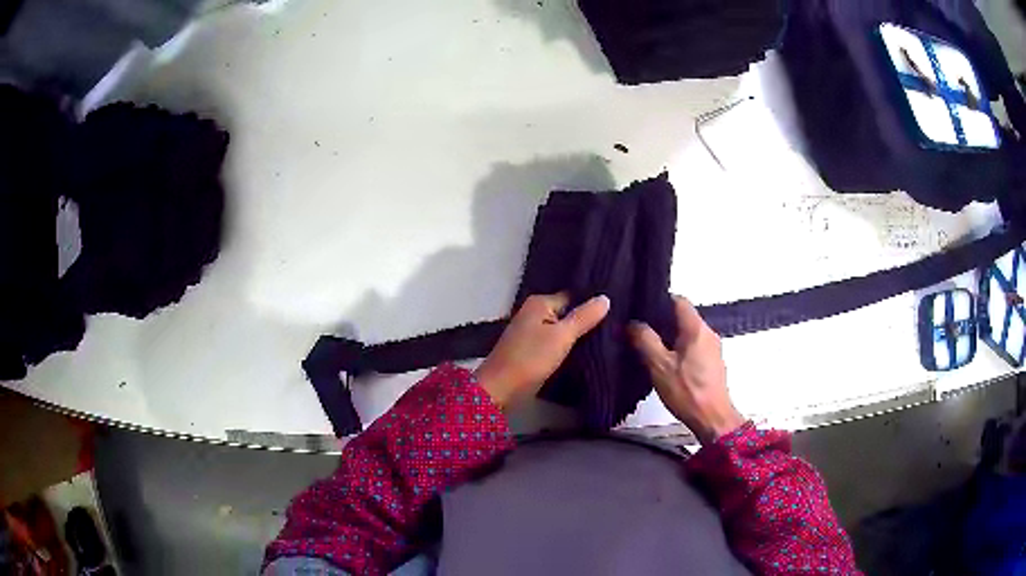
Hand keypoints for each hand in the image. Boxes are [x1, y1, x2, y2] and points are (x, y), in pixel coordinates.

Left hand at [476, 293, 609, 410]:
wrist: (501, 390)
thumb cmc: (530, 359)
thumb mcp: (562, 336)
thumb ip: (584, 317)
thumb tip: (605, 298)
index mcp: (540, 303)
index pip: (574, 296)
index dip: (592, 305)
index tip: (617, 312)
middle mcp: (535, 313)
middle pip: (568, 314)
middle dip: (587, 322)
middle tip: (616, 327)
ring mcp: (532, 333)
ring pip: (563, 330)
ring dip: (579, 337)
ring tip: (609, 340)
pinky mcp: (533, 351)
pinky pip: (556, 344)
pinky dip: (568, 348)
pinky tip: (587, 354)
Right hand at [629, 296, 744, 444]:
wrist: (712, 419)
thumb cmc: (686, 390)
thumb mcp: (659, 366)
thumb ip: (645, 340)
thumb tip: (633, 323)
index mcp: (696, 328)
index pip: (679, 300)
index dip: (660, 300)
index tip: (641, 308)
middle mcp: (708, 333)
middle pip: (683, 317)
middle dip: (662, 321)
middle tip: (639, 330)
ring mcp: (713, 349)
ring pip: (688, 333)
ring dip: (670, 337)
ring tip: (648, 347)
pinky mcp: (713, 363)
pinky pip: (694, 347)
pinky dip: (680, 349)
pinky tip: (666, 363)